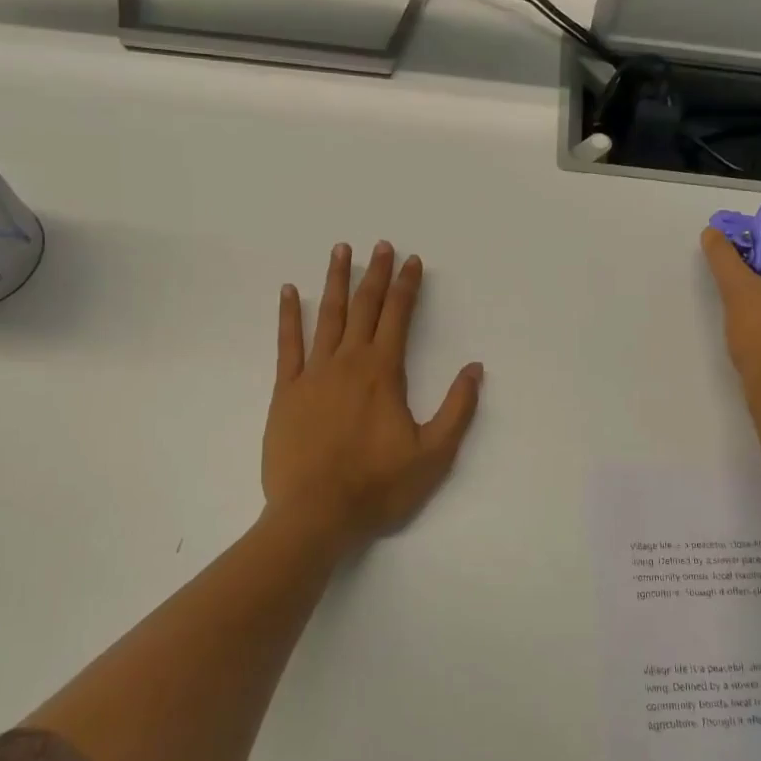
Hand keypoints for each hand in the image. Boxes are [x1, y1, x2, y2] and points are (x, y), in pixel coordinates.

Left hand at [263, 242, 483, 550]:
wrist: (315, 515)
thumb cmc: (378, 486)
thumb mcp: (434, 455)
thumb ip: (457, 408)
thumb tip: (474, 368)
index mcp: (383, 373)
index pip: (398, 316)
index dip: (407, 286)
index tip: (412, 260)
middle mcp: (348, 362)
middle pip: (364, 307)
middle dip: (375, 274)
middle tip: (381, 245)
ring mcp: (313, 374)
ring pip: (328, 316)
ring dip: (336, 281)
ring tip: (340, 251)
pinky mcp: (285, 391)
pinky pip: (287, 344)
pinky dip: (289, 315)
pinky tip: (290, 292)